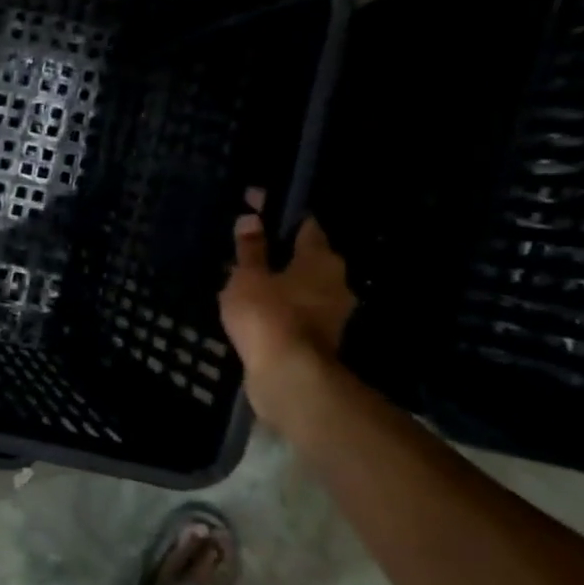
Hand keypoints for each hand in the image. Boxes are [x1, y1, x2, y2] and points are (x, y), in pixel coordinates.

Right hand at [219, 190, 354, 407]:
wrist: (289, 377)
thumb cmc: (268, 315)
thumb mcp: (248, 277)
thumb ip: (250, 249)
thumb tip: (251, 219)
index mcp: (322, 257)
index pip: (304, 223)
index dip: (278, 213)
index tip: (255, 207)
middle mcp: (336, 280)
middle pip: (307, 256)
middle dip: (280, 251)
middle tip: (247, 248)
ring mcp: (333, 312)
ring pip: (304, 285)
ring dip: (281, 282)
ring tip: (247, 281)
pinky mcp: (322, 338)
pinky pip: (299, 310)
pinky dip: (281, 306)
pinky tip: (258, 309)